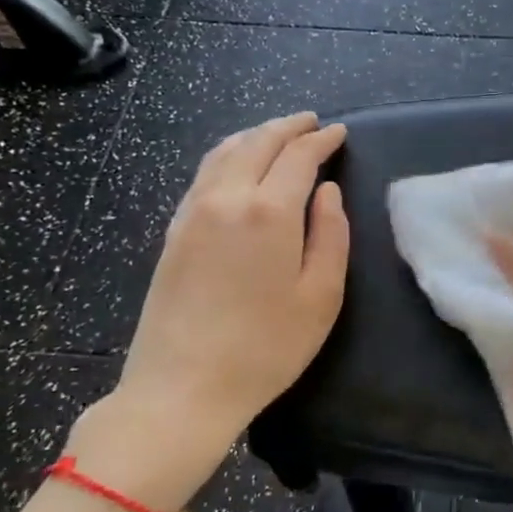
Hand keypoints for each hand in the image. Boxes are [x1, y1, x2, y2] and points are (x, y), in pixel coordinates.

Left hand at [68, 113, 349, 511]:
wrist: (182, 388)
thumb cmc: (266, 348)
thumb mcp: (320, 297)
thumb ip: (331, 235)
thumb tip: (327, 192)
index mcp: (269, 212)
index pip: (298, 157)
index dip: (321, 140)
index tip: (339, 132)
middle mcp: (226, 199)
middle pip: (257, 143)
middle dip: (287, 127)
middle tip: (311, 122)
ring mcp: (192, 213)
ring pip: (223, 153)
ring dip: (254, 136)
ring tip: (276, 134)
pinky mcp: (173, 232)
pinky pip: (203, 175)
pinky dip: (227, 156)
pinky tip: (236, 165)